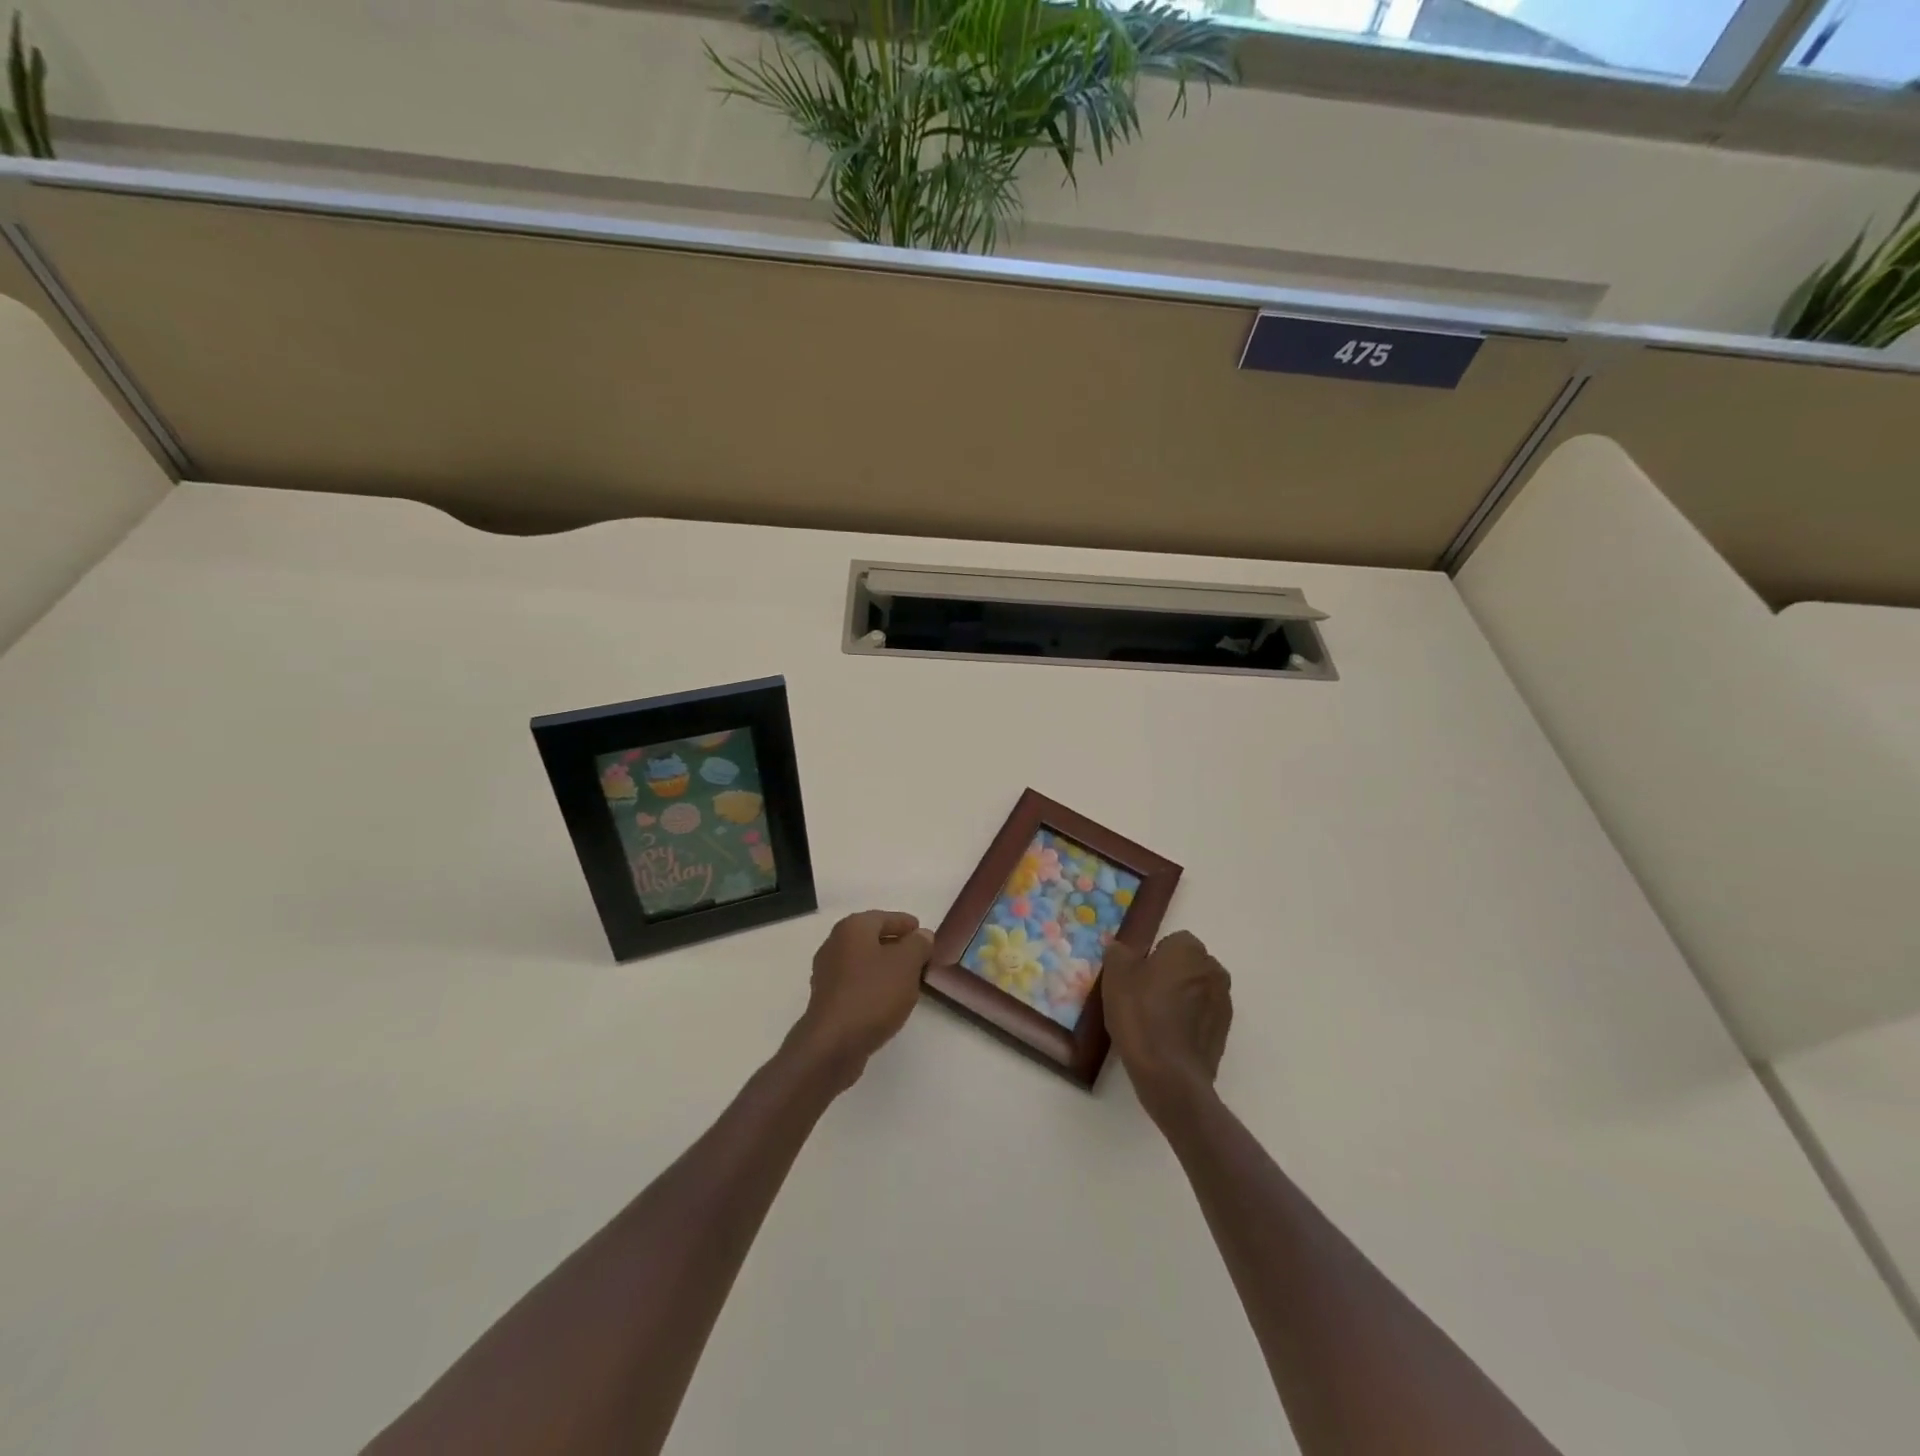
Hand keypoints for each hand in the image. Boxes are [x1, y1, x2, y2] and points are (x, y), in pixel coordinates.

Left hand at [791, 910, 934, 1089]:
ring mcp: (827, 973)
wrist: (833, 1044)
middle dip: (897, 947)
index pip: (885, 918)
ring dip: (885, 968)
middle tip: (921, 959)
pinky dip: (873, 986)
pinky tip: (887, 1001)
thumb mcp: (907, 964)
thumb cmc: (873, 994)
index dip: (907, 925)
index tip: (924, 935)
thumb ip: (918, 944)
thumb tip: (921, 935)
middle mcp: (835, 944)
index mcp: (853, 928)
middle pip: (872, 938)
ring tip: (908, 981)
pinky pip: (856, 983)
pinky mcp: (827, 999)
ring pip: (864, 962)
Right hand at [1102, 930, 1231, 1118]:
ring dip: (1181, 999)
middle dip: (1170, 975)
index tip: (1136, 977)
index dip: (1152, 957)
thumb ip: (1118, 952)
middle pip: (1187, 965)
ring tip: (1155, 1021)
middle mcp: (1213, 970)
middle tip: (1143, 997)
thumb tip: (1121, 948)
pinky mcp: (1224, 1032)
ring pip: (1196, 990)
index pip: (1172, 941)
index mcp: (1189, 950)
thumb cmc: (1140, 1015)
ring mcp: (1223, 1002)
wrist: (1169, 1074)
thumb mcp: (1116, 976)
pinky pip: (1202, 1016)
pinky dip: (1188, 1022)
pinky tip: (1167, 1039)